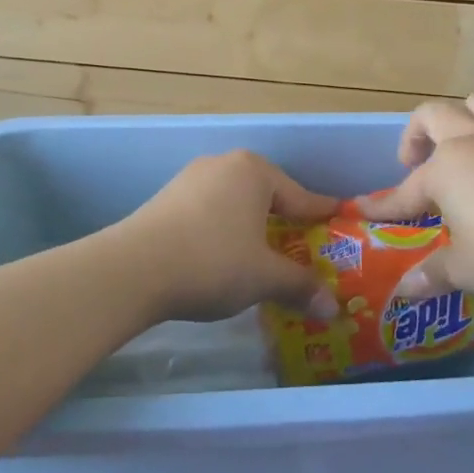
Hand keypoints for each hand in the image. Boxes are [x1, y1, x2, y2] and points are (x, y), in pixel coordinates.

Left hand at [105, 151, 342, 323]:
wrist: (135, 268)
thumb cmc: (213, 262)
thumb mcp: (264, 277)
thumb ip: (300, 286)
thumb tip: (332, 308)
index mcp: (254, 172)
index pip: (299, 195)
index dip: (320, 214)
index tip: (338, 219)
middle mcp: (224, 164)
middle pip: (266, 194)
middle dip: (284, 220)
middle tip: (302, 245)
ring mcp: (192, 178)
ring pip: (235, 201)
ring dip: (250, 225)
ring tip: (262, 253)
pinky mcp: (167, 197)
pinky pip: (209, 210)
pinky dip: (223, 229)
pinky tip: (222, 253)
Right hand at [356, 96, 473, 304]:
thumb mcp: (467, 269)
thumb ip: (433, 274)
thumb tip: (405, 291)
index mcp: (446, 168)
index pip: (406, 189)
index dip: (385, 204)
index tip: (365, 211)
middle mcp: (473, 140)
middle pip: (434, 115)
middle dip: (416, 135)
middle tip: (416, 165)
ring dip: (462, 121)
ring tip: (462, 151)